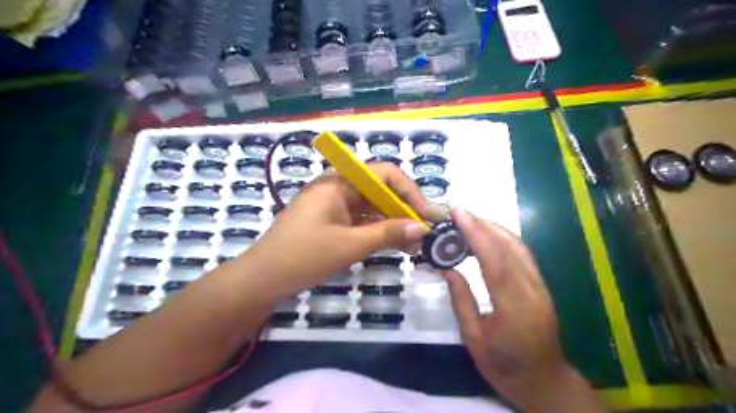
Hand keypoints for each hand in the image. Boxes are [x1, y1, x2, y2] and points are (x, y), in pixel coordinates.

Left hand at [243, 164, 445, 297]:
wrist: (262, 279)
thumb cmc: (303, 257)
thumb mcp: (349, 245)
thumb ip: (387, 233)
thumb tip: (422, 228)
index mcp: (339, 182)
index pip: (385, 174)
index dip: (410, 192)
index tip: (426, 216)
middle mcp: (338, 187)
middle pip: (380, 189)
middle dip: (404, 208)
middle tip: (425, 231)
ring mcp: (334, 204)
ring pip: (373, 206)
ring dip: (393, 221)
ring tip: (414, 242)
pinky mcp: (332, 221)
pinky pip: (362, 219)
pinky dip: (379, 230)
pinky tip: (394, 243)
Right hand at [443, 211, 603, 412]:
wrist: (544, 381)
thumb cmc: (504, 366)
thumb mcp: (473, 338)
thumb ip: (460, 299)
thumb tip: (446, 267)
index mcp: (513, 306)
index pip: (494, 259)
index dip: (475, 232)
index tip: (457, 213)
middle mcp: (531, 289)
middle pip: (508, 245)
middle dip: (482, 223)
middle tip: (456, 213)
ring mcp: (540, 285)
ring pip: (518, 245)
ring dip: (492, 227)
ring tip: (467, 221)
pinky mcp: (540, 284)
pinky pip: (522, 253)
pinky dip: (502, 238)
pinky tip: (486, 236)